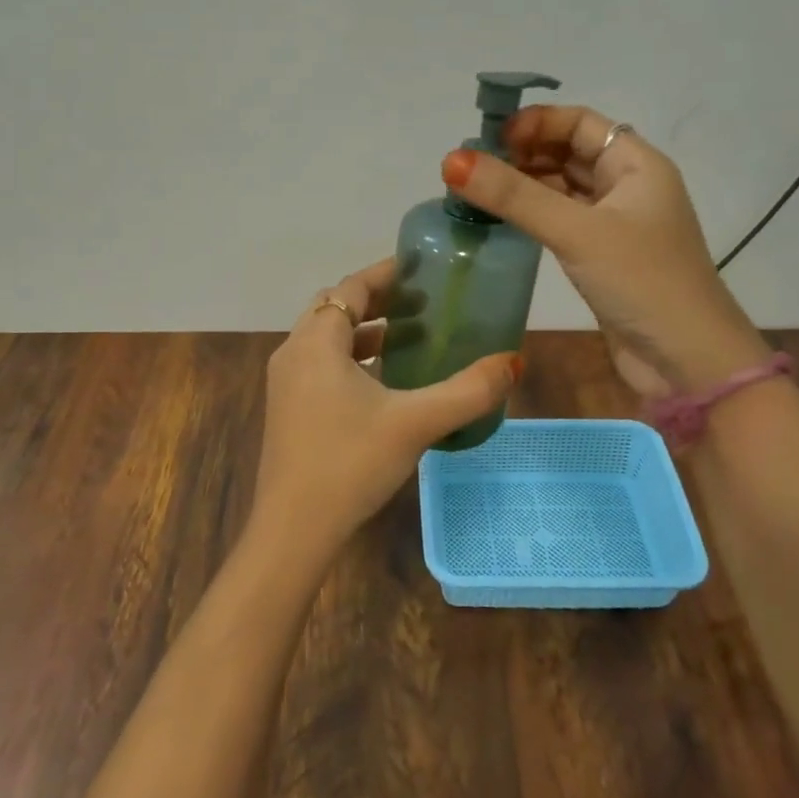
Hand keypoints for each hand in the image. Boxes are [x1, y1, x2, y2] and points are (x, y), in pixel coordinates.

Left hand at [251, 258, 520, 569]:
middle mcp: (293, 353)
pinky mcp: (287, 409)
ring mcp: (285, 383)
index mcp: (316, 342)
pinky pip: (320, 365)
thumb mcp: (415, 423)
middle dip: (375, 300)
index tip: (420, 268)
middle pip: (334, 308)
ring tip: (408, 337)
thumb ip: (467, 391)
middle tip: (419, 302)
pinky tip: (382, 382)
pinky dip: (350, 358)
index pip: (350, 288)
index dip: (385, 273)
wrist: (293, 529)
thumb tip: (513, 362)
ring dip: (363, 331)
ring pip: (326, 339)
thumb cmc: (350, 463)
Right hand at [441, 106, 766, 395]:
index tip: (490, 139)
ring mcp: (615, 224)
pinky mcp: (602, 257)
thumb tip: (451, 160)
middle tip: (473, 167)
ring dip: (523, 184)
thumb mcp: (577, 232)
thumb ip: (514, 196)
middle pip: (568, 152)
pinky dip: (532, 215)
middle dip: (523, 153)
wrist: (688, 363)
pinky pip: (561, 220)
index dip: (536, 122)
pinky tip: (500, 220)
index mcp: (636, 165)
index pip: (580, 123)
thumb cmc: (642, 282)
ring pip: (562, 188)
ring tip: (475, 190)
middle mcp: (628, 186)